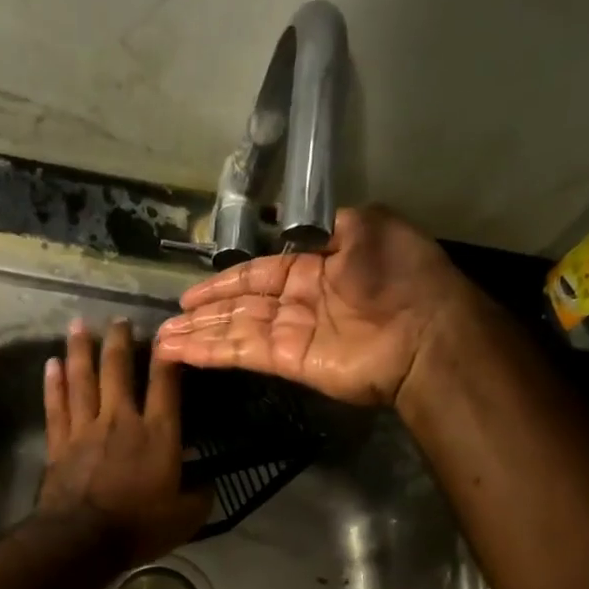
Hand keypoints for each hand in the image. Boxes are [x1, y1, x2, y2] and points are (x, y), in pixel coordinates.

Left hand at [39, 317, 209, 565]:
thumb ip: (199, 496)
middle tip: (119, 319)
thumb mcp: (185, 518)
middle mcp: (121, 420)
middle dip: (120, 340)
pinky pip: (56, 406)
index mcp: (158, 434)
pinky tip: (51, 363)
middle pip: (118, 370)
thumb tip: (208, 484)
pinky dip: (53, 383)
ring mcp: (86, 429)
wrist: (82, 540)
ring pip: (82, 379)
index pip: (166, 384)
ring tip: (79, 324)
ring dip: (81, 350)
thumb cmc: (138, 527)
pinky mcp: (59, 443)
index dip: (168, 356)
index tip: (167, 332)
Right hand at [152, 205, 487, 406]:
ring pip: (235, 332)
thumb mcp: (369, 226)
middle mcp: (298, 303)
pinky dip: (212, 353)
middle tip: (167, 325)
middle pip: (240, 308)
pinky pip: (243, 353)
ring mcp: (291, 335)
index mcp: (315, 269)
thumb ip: (327, 228)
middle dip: (203, 315)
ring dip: (198, 337)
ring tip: (163, 343)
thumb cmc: (401, 274)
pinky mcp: (288, 363)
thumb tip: (292, 226)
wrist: (426, 331)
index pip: (258, 275)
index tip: (190, 295)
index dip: (224, 284)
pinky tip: (182, 352)